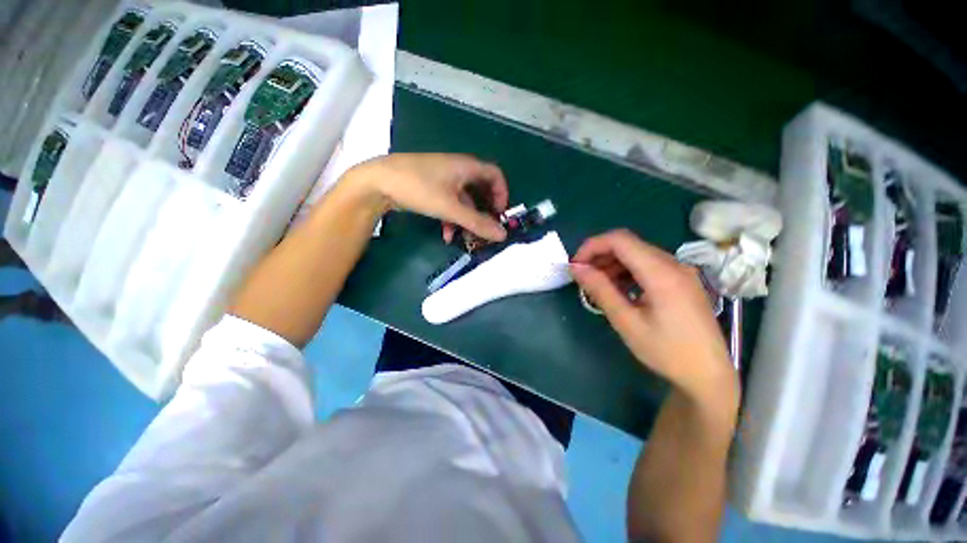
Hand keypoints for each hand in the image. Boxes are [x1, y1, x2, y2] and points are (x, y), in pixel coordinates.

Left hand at [344, 153, 508, 242]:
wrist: (377, 182)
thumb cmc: (418, 188)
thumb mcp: (451, 208)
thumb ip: (477, 222)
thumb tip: (502, 235)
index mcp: (466, 167)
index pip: (495, 175)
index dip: (502, 194)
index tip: (500, 214)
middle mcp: (457, 169)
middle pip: (480, 190)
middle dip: (484, 212)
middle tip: (485, 229)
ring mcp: (443, 179)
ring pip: (464, 200)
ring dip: (466, 220)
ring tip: (465, 239)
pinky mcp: (431, 188)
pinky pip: (449, 203)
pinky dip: (452, 218)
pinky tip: (446, 235)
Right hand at [570, 229, 735, 401]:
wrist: (709, 374)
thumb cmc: (667, 351)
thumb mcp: (627, 322)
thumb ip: (600, 290)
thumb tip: (576, 268)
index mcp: (661, 273)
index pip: (620, 240)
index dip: (592, 246)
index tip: (576, 265)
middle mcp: (673, 264)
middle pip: (628, 245)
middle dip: (600, 255)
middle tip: (583, 277)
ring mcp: (680, 271)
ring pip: (637, 254)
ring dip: (612, 264)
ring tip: (598, 285)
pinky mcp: (682, 280)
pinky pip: (648, 265)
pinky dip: (627, 271)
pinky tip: (619, 289)